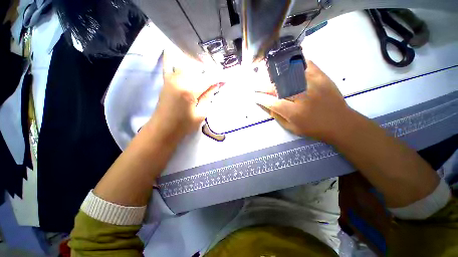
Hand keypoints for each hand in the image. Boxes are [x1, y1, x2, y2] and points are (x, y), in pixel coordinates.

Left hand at [148, 52, 216, 143]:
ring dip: (199, 67)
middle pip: (199, 69)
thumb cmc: (184, 125)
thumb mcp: (201, 113)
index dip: (219, 77)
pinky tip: (173, 49)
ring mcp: (171, 78)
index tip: (228, 76)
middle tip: (217, 79)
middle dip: (210, 72)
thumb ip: (208, 96)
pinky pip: (168, 64)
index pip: (209, 78)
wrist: (163, 129)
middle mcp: (180, 79)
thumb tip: (216, 85)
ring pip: (188, 65)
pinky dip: (171, 57)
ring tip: (206, 73)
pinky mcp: (166, 80)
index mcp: (190, 89)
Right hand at [253, 60, 352, 141]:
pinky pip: (306, 65)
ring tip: (267, 76)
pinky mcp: (322, 77)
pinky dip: (295, 63)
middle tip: (256, 86)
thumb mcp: (292, 128)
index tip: (254, 96)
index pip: (272, 102)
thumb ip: (278, 117)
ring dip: (275, 75)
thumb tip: (267, 105)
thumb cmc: (314, 129)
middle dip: (263, 87)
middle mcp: (302, 97)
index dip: (260, 98)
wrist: (340, 123)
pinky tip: (287, 65)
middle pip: (278, 88)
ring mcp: (313, 85)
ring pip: (289, 75)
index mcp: (294, 113)